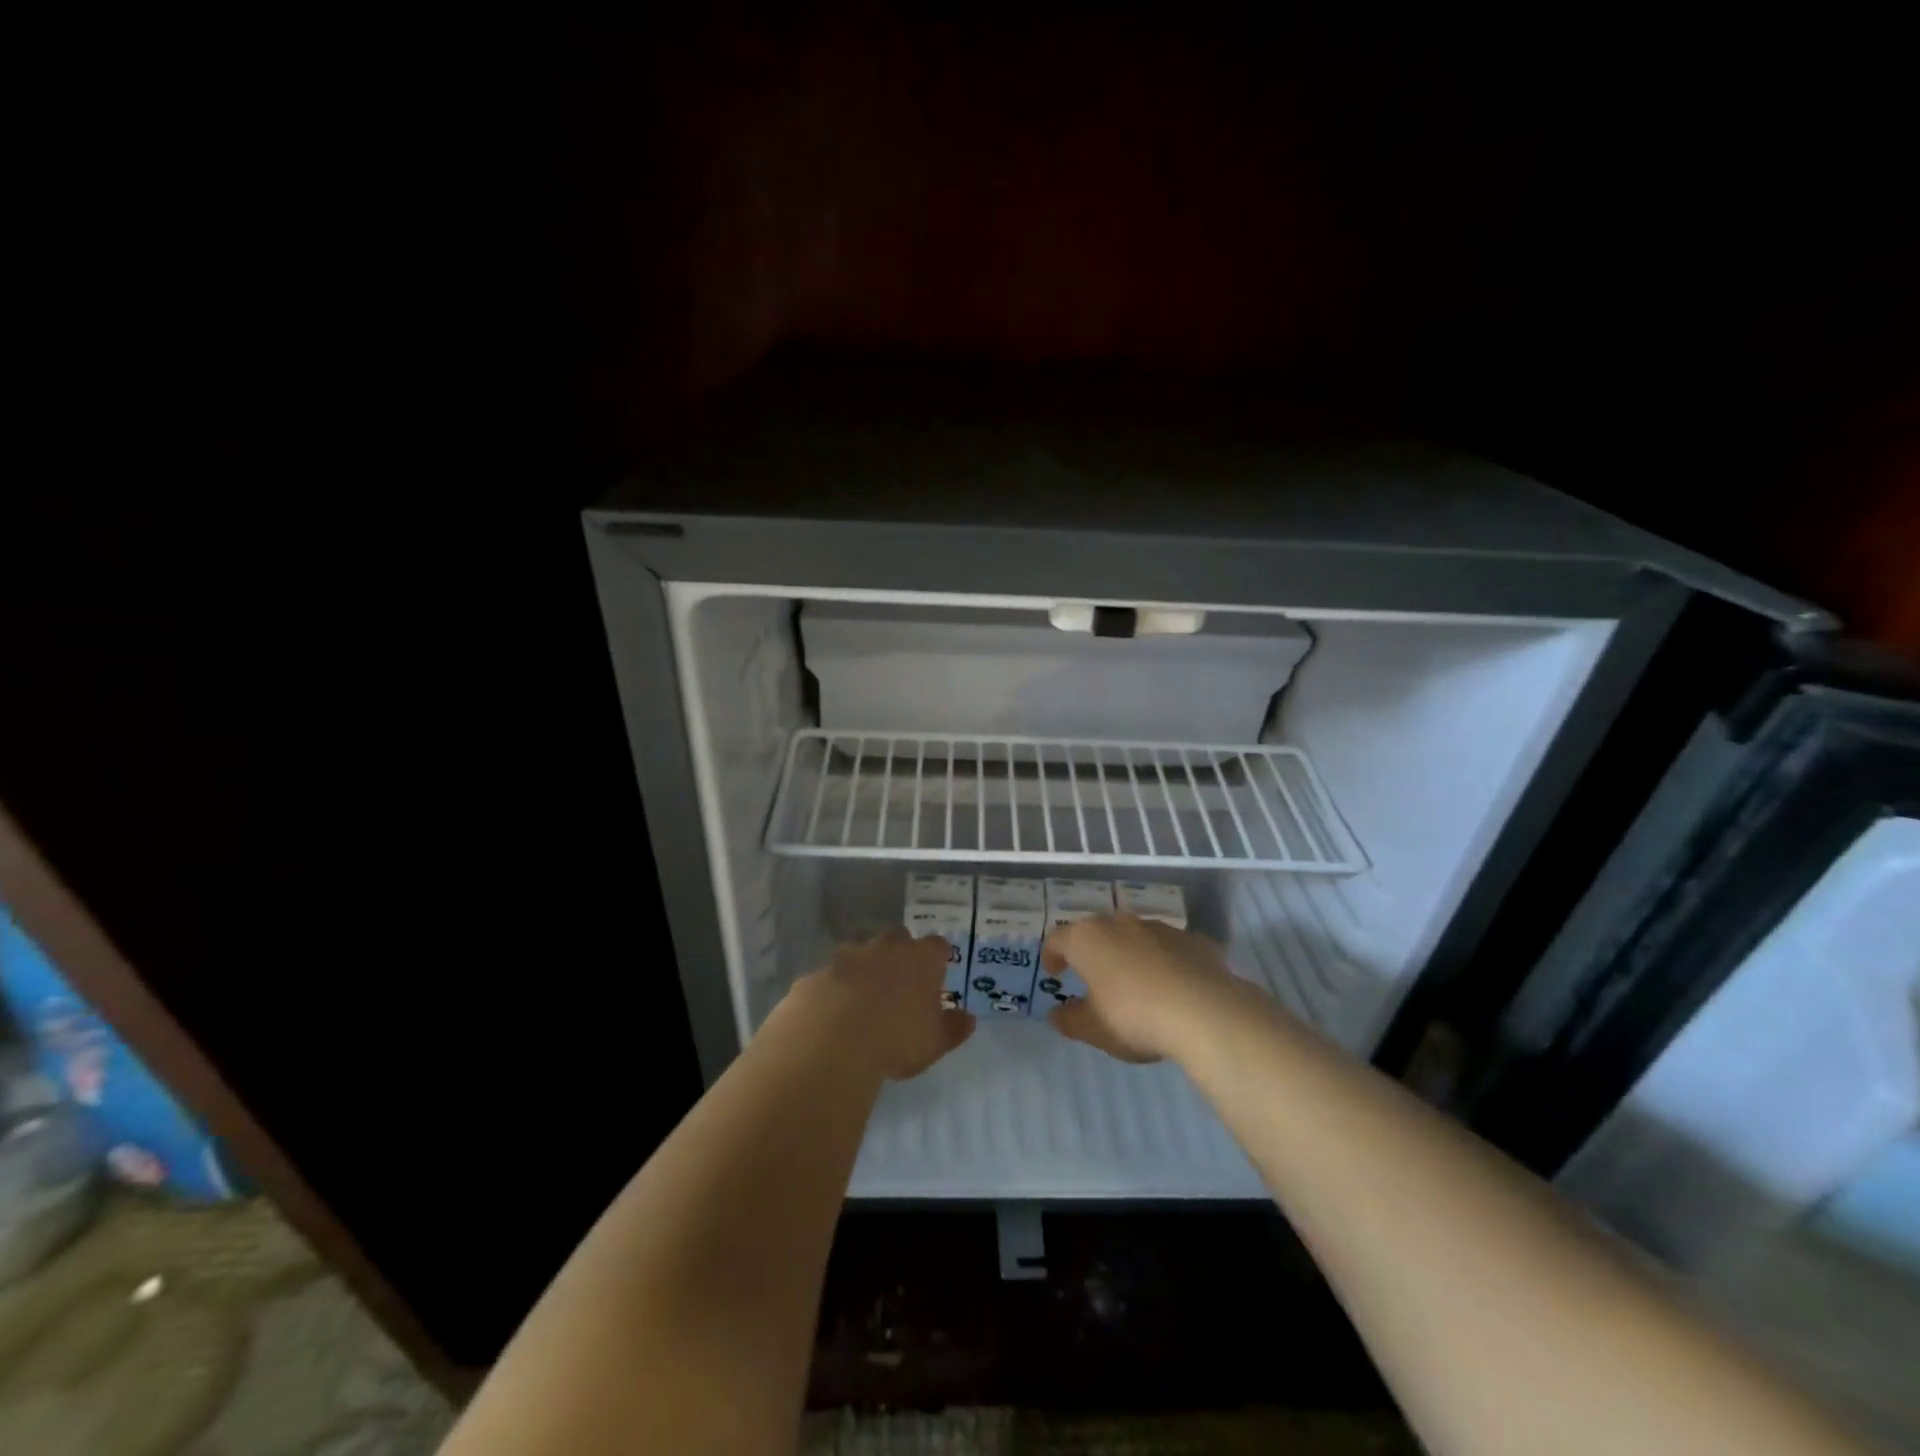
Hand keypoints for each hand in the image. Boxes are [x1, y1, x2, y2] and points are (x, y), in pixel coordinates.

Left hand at [780, 928, 975, 1080]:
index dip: (938, 958)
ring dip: (865, 968)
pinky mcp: (817, 973)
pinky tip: (833, 1013)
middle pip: (898, 939)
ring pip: (861, 952)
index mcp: (921, 959)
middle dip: (900, 954)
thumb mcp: (934, 1043)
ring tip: (864, 999)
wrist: (830, 1042)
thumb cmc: (896, 1040)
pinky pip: (831, 976)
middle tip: (900, 983)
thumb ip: (953, 1028)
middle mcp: (885, 947)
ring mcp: (847, 956)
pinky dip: (835, 988)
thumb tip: (968, 1018)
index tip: (938, 972)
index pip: (937, 946)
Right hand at [1042, 914, 1249, 1062]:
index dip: (1052, 955)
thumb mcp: (1094, 1029)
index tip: (1055, 974)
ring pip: (1135, 935)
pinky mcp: (1193, 940)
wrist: (1205, 1012)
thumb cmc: (1134, 1017)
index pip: (1058, 938)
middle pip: (1097, 931)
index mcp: (1088, 939)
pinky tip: (1173, 987)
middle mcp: (1120, 923)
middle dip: (1092, 951)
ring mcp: (1160, 928)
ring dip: (1129, 953)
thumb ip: (1071, 1020)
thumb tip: (1057, 1014)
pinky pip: (1169, 948)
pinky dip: (1164, 962)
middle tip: (1093, 976)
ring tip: (1135, 982)